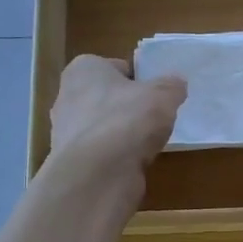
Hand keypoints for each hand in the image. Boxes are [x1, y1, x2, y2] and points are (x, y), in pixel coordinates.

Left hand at [48, 55, 184, 174]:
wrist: (98, 174)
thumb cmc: (127, 120)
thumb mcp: (163, 95)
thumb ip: (172, 86)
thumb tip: (176, 84)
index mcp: (84, 69)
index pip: (117, 67)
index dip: (140, 80)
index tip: (157, 95)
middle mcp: (67, 96)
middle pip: (109, 98)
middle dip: (129, 107)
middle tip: (155, 119)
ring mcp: (66, 131)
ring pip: (104, 126)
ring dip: (123, 134)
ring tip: (147, 144)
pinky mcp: (72, 161)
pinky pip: (102, 152)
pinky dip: (117, 156)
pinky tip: (134, 163)